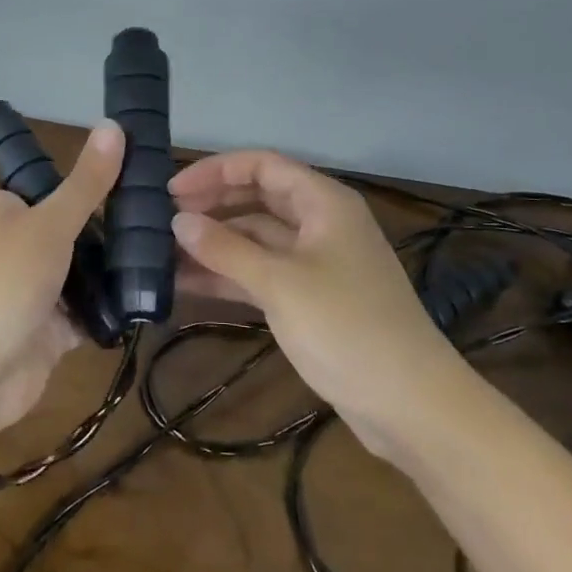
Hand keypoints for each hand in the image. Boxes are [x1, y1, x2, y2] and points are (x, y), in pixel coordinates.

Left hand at [0, 119, 124, 432]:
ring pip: (73, 269)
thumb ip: (86, 182)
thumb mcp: (49, 223)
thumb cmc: (6, 281)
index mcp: (0, 215)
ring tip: (160, 241)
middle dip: (86, 217)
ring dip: (105, 262)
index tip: (55, 164)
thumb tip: (113, 124)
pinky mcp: (52, 331)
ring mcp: (33, 291)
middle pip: (46, 225)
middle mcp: (14, 249)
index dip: (13, 175)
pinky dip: (110, 306)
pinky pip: (87, 312)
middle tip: (140, 201)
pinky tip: (148, 292)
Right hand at [171, 150, 458, 445]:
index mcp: (323, 203)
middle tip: (161, 222)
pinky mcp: (310, 299)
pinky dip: (228, 276)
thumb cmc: (346, 328)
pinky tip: (187, 285)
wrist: (410, 405)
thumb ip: (225, 249)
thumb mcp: (280, 284)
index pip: (262, 165)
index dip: (215, 171)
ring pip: (255, 240)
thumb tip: (177, 221)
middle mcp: (320, 224)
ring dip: (214, 245)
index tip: (171, 191)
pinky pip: (261, 274)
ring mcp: (315, 263)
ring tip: (162, 255)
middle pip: (257, 199)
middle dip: (211, 207)